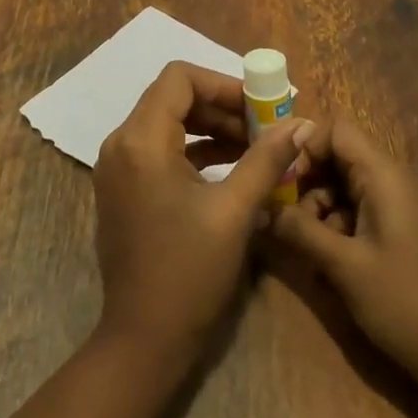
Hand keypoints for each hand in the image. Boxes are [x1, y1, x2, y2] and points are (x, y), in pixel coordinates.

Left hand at [93, 61, 312, 357]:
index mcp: (141, 140)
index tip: (260, 106)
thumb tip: (299, 125)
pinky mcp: (123, 188)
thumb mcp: (235, 212)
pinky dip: (194, 151)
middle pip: (172, 98)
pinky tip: (232, 168)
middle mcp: (121, 143)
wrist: (144, 339)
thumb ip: (266, 160)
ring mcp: (117, 166)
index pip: (179, 78)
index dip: (223, 84)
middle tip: (264, 128)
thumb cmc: (190, 272)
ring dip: (210, 129)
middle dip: (221, 107)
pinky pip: (159, 150)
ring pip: (167, 123)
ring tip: (256, 148)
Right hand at [268, 118, 417, 386]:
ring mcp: (412, 207)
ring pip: (354, 186)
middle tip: (292, 220)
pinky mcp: (415, 231)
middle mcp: (402, 181)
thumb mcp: (343, 266)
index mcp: (388, 177)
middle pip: (344, 158)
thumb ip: (300, 229)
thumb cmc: (404, 305)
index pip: (339, 130)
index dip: (306, 147)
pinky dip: (347, 226)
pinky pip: (371, 209)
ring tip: (313, 249)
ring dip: (326, 209)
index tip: (285, 181)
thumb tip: (263, 206)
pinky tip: (337, 264)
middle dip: (312, 183)